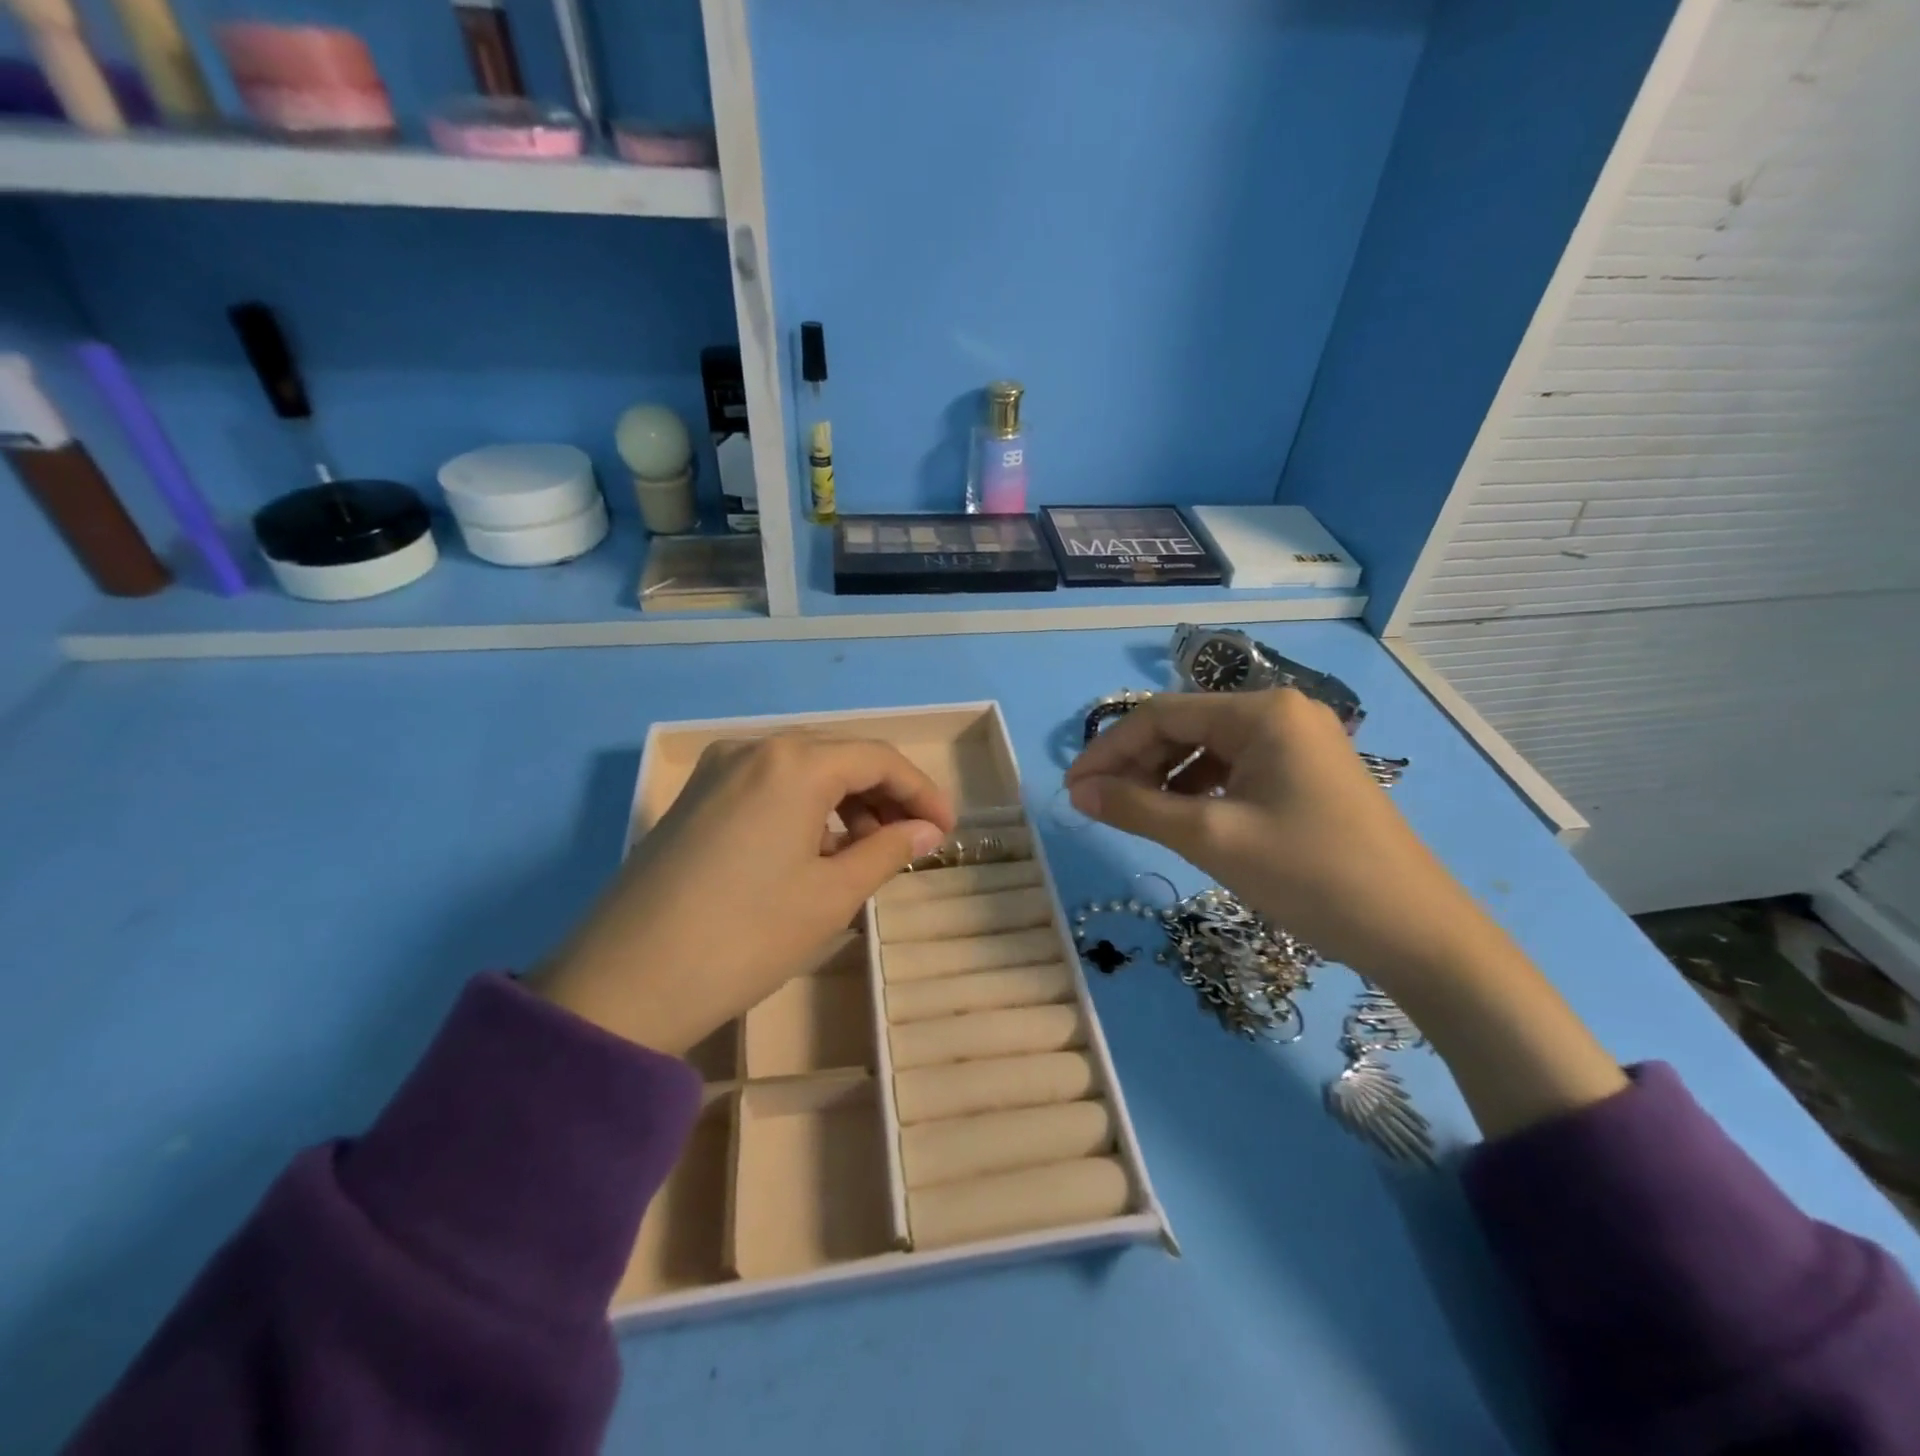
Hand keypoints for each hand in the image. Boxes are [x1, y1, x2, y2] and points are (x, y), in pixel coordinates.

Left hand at [529, 734, 954, 1054]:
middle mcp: (753, 749)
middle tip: (913, 842)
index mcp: (793, 762)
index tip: (947, 830)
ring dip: (843, 804)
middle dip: (883, 796)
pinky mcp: (693, 799)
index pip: (878, 759)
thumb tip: (927, 831)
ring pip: (801, 773)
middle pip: (838, 758)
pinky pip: (766, 789)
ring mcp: (716, 772)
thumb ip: (888, 851)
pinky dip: (803, 812)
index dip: (921, 791)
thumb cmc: (746, 936)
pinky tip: (814, 853)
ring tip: (867, 854)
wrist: (624, 984)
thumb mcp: (831, 895)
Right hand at [1066, 689, 1626, 1137]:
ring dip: (1165, 777)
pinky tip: (1182, 818)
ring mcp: (1299, 742)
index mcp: (1262, 712)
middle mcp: (1281, 712)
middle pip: (1186, 726)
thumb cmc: (1310, 876)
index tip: (1073, 789)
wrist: (1417, 934)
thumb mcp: (1212, 839)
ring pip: (1209, 748)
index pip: (1162, 714)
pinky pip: (1236, 769)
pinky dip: (1200, 790)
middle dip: (1136, 763)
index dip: (1110, 750)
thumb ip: (1138, 808)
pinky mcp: (1307, 773)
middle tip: (1097, 805)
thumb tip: (1078, 792)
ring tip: (1133, 813)